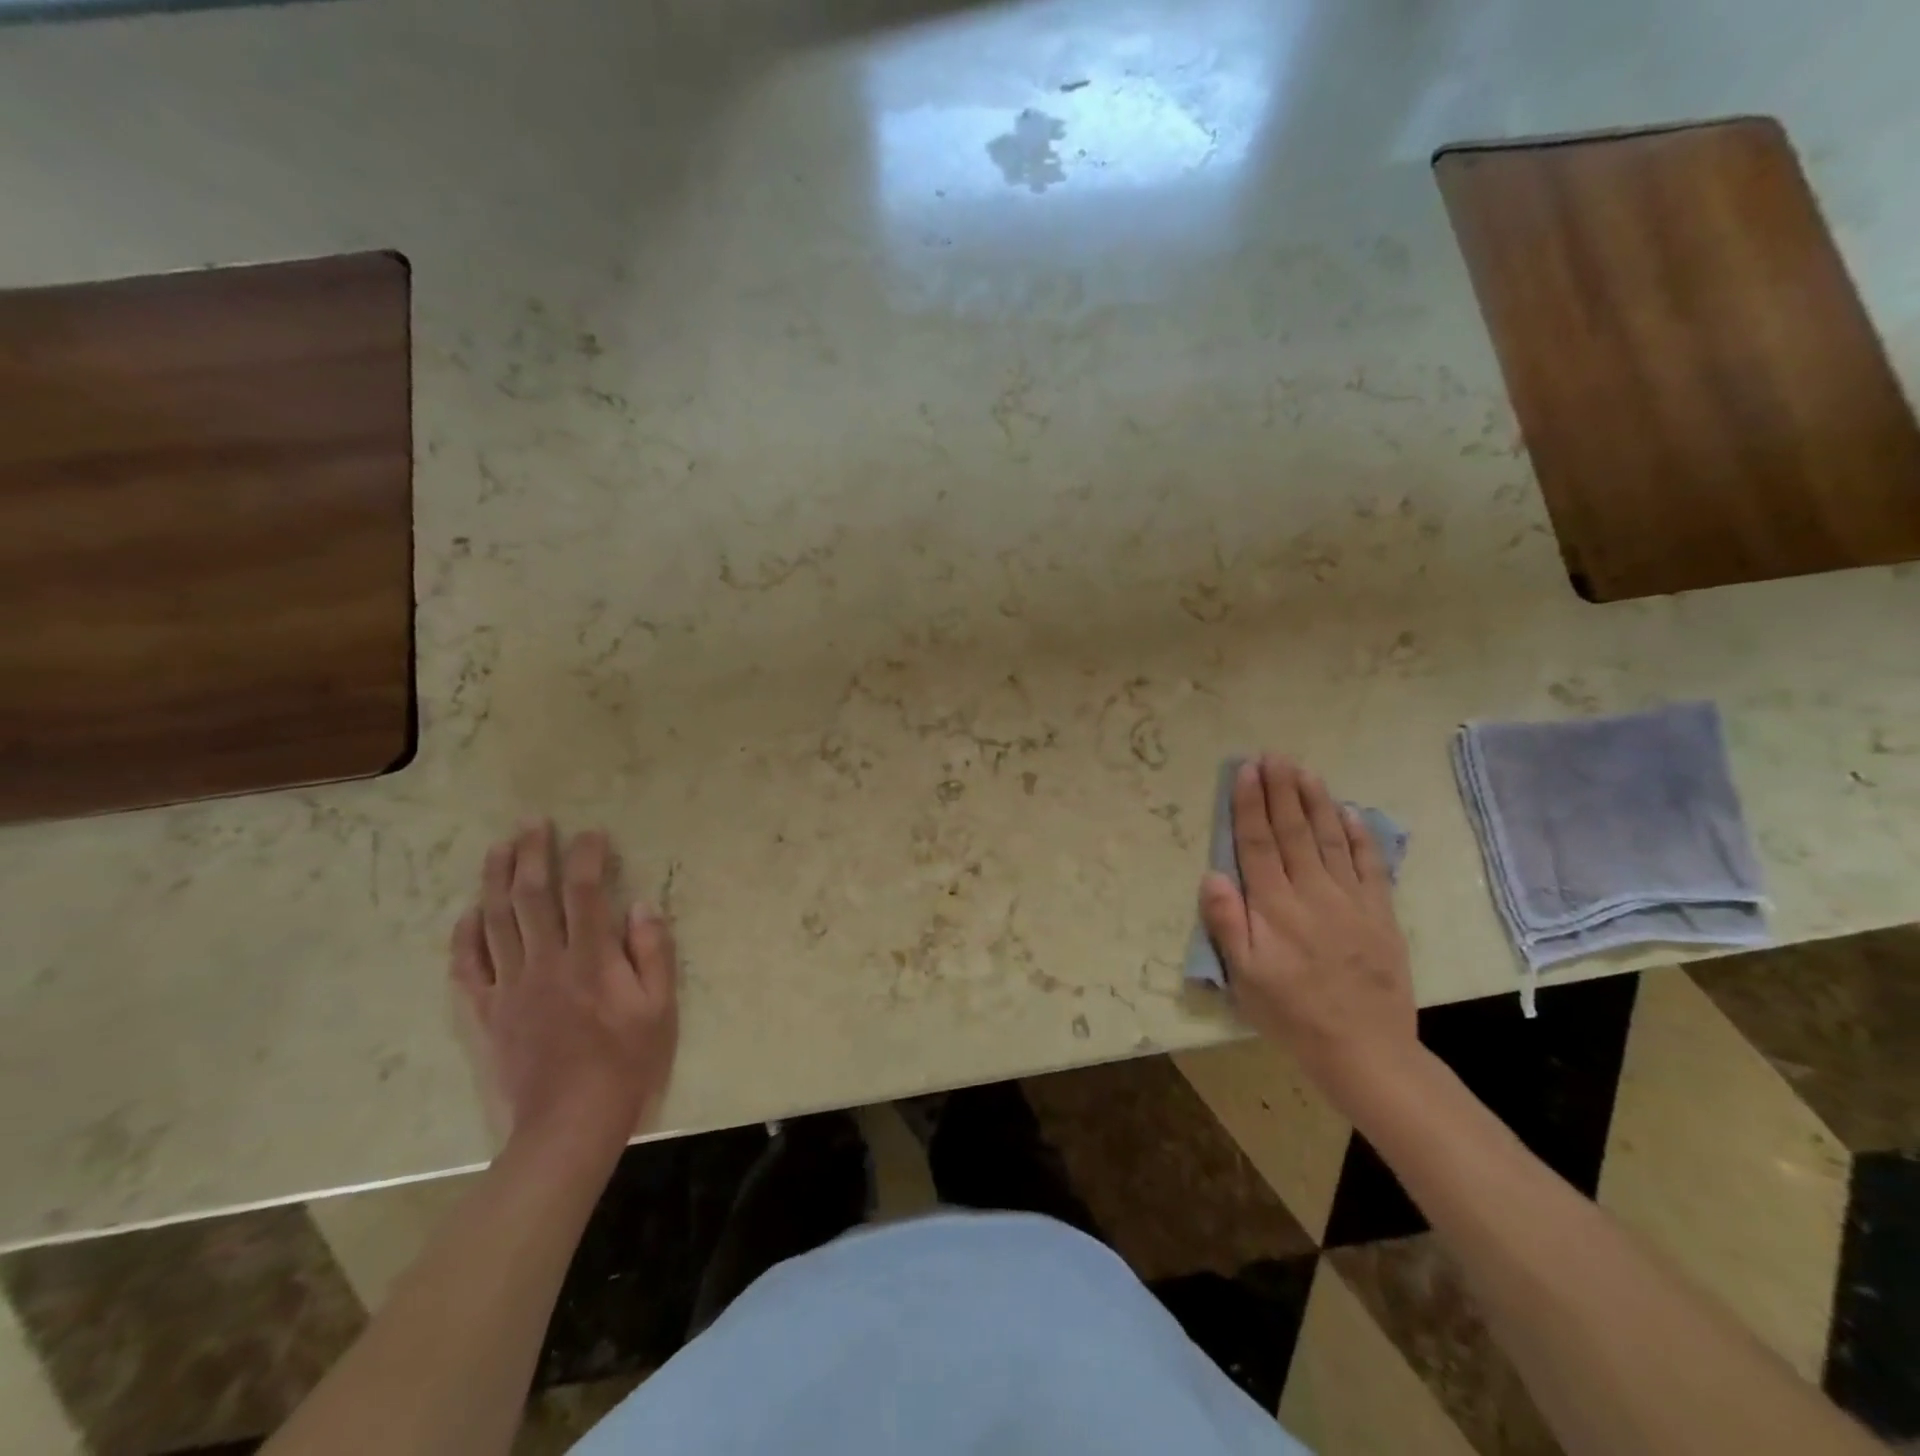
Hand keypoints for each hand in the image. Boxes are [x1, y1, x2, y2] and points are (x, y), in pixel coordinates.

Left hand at [450, 821, 678, 1158]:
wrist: (568, 1124)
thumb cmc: (625, 1064)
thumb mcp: (660, 1009)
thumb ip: (652, 953)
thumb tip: (641, 905)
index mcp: (590, 960)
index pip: (585, 893)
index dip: (586, 857)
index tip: (591, 833)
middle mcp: (545, 962)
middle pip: (532, 896)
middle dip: (533, 854)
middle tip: (532, 822)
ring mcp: (509, 987)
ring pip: (495, 921)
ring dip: (495, 880)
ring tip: (498, 847)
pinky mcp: (485, 1013)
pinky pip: (467, 966)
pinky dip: (465, 935)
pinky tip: (468, 912)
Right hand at [1198, 756, 1417, 1103]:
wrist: (1364, 1050)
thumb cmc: (1292, 1013)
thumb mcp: (1244, 977)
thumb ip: (1228, 922)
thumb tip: (1213, 873)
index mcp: (1274, 907)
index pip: (1258, 843)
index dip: (1251, 805)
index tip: (1247, 771)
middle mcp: (1312, 893)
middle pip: (1294, 831)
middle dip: (1282, 790)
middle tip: (1274, 756)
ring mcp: (1351, 901)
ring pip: (1331, 839)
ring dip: (1316, 802)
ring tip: (1305, 772)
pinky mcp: (1381, 914)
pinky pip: (1370, 865)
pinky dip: (1360, 836)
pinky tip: (1350, 813)